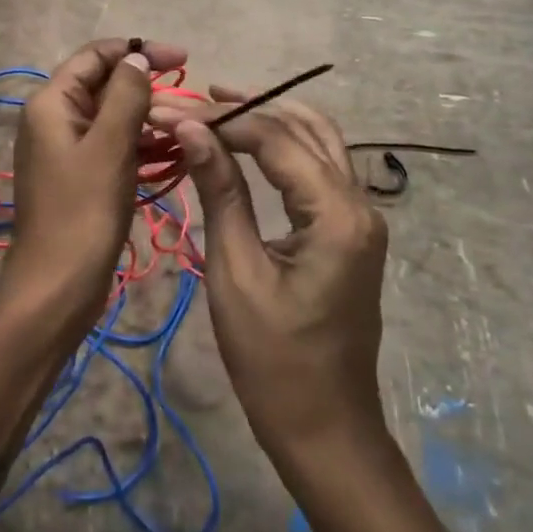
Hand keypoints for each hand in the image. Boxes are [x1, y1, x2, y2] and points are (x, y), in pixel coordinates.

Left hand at [0, 38, 185, 340]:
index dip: (139, 52)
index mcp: (52, 103)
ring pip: (112, 118)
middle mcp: (55, 119)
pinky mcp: (80, 177)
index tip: (184, 59)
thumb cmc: (82, 213)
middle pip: (104, 85)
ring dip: (149, 118)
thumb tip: (138, 60)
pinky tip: (173, 153)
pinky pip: (113, 147)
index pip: (96, 56)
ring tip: (189, 128)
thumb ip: (126, 97)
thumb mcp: (109, 147)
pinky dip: (141, 145)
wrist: (56, 289)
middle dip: (148, 88)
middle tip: (191, 102)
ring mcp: (66, 150)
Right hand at [154, 88, 386, 457]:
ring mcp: (361, 217)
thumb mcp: (236, 271)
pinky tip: (250, 145)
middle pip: (304, 128)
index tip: (171, 110)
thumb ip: (220, 191)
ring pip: (319, 141)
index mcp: (337, 215)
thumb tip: (190, 128)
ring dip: (271, 119)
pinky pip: (321, 169)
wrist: (326, 430)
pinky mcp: (351, 231)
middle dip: (248, 109)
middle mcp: (359, 204)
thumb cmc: (273, 362)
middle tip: (194, 101)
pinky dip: (285, 147)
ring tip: (219, 107)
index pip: (275, 139)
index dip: (221, 118)